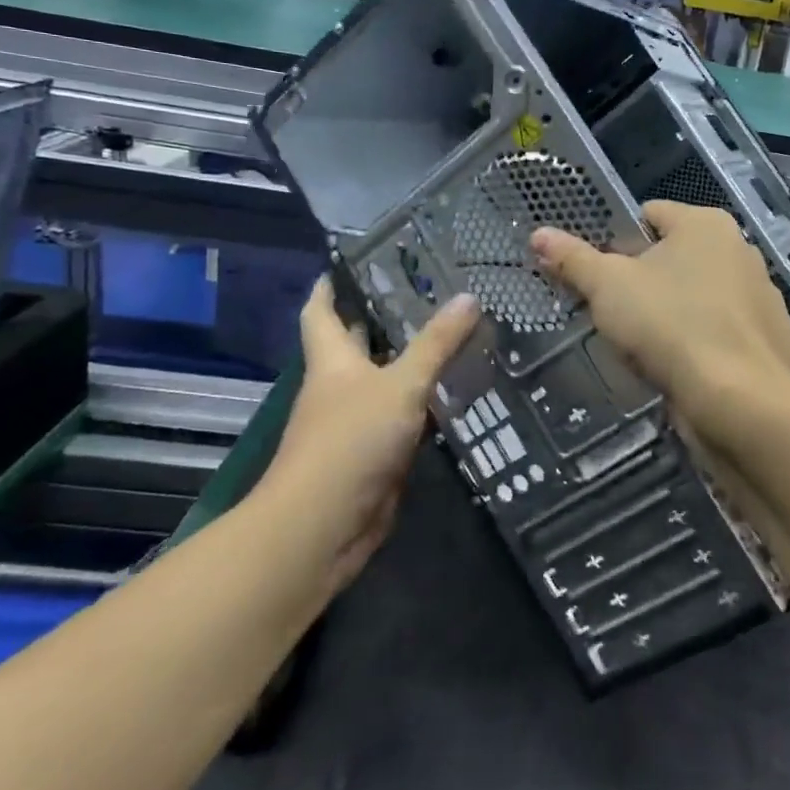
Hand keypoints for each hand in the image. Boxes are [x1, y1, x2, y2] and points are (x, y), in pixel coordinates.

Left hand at [258, 277, 478, 601]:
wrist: (324, 526)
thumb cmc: (351, 440)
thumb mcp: (400, 384)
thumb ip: (436, 343)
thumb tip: (469, 297)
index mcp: (332, 361)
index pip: (321, 312)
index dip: (330, 287)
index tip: (350, 262)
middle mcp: (340, 387)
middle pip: (355, 344)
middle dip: (381, 320)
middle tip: (428, 292)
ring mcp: (356, 423)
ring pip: (386, 381)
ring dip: (412, 362)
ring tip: (457, 334)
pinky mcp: (377, 454)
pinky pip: (405, 418)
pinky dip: (426, 403)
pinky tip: (459, 391)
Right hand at [532, 201, 789, 419]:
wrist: (737, 399)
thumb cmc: (668, 325)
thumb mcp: (607, 287)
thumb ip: (573, 258)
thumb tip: (539, 234)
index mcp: (706, 224)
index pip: (650, 215)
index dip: (619, 242)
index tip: (602, 277)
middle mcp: (742, 249)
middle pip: (678, 256)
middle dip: (648, 281)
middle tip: (620, 315)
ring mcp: (765, 294)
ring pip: (704, 294)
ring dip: (679, 311)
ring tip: (652, 347)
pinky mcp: (776, 336)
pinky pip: (728, 330)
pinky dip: (709, 341)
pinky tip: (689, 367)